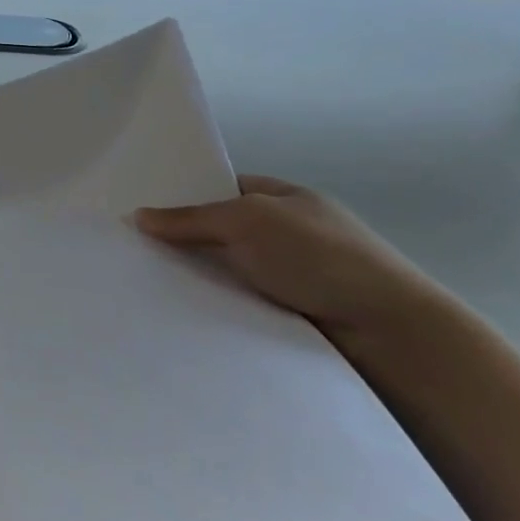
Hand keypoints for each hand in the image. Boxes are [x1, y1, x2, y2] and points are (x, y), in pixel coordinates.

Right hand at [133, 175, 442, 338]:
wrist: (388, 332)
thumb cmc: (320, 256)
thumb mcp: (247, 219)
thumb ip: (190, 217)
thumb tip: (138, 216)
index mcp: (286, 197)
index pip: (223, 188)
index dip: (185, 195)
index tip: (141, 210)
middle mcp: (288, 233)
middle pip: (221, 232)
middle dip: (183, 240)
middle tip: (131, 249)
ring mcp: (291, 275)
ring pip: (227, 271)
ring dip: (197, 278)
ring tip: (143, 285)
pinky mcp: (290, 315)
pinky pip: (238, 303)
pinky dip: (215, 307)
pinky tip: (179, 313)